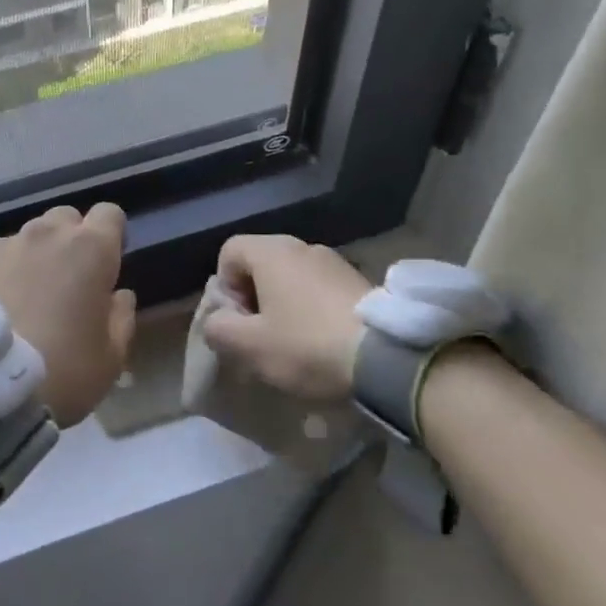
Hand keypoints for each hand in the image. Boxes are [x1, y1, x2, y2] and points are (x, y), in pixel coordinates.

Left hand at [0, 203, 137, 427]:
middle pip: (63, 219)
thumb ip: (121, 319)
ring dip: (28, 262)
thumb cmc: (60, 370)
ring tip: (18, 305)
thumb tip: (119, 296)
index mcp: (90, 250)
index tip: (105, 266)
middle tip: (64, 285)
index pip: (109, 214)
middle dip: (69, 242)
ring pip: (22, 240)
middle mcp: (44, 235)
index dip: (110, 236)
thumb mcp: (110, 359)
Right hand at [203, 234, 369, 398]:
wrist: (389, 358)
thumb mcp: (249, 346)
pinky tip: (322, 343)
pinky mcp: (361, 283)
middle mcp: (303, 247)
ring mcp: (336, 263)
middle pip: (261, 265)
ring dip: (283, 306)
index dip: (224, 286)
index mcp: (272, 252)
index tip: (239, 321)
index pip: (229, 251)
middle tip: (261, 337)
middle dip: (253, 299)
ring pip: (292, 279)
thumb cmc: (307, 346)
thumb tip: (217, 321)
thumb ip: (219, 329)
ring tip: (293, 345)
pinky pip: (320, 290)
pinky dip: (312, 311)